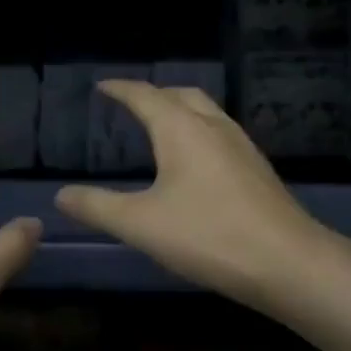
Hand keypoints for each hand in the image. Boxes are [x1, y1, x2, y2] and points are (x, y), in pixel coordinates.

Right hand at [55, 81, 350, 314]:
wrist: (289, 264)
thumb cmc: (208, 235)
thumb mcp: (140, 224)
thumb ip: (97, 207)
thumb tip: (61, 195)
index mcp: (181, 129)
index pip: (145, 95)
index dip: (121, 89)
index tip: (102, 86)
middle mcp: (213, 126)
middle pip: (181, 95)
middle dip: (154, 94)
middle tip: (132, 104)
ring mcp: (241, 146)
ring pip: (206, 112)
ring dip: (180, 110)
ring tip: (161, 127)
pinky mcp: (257, 169)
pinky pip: (220, 133)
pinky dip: (198, 131)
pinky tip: (196, 162)